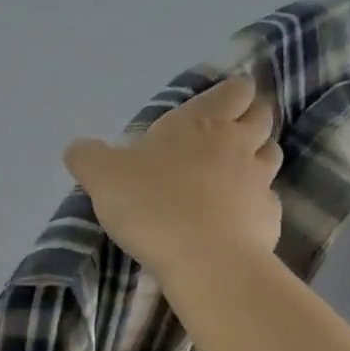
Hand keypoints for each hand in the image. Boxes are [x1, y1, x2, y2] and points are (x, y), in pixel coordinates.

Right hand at [64, 76, 282, 282]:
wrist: (204, 260)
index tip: (219, 103)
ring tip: (232, 174)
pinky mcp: (270, 218)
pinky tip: (236, 217)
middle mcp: (238, 144)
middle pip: (262, 117)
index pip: (234, 90)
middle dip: (249, 120)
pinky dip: (255, 203)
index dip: (231, 92)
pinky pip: (267, 201)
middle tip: (225, 135)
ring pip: (271, 155)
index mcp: (201, 123)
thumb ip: (88, 157)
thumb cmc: (153, 205)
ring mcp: (260, 181)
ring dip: (257, 158)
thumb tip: (78, 147)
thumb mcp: (101, 177)